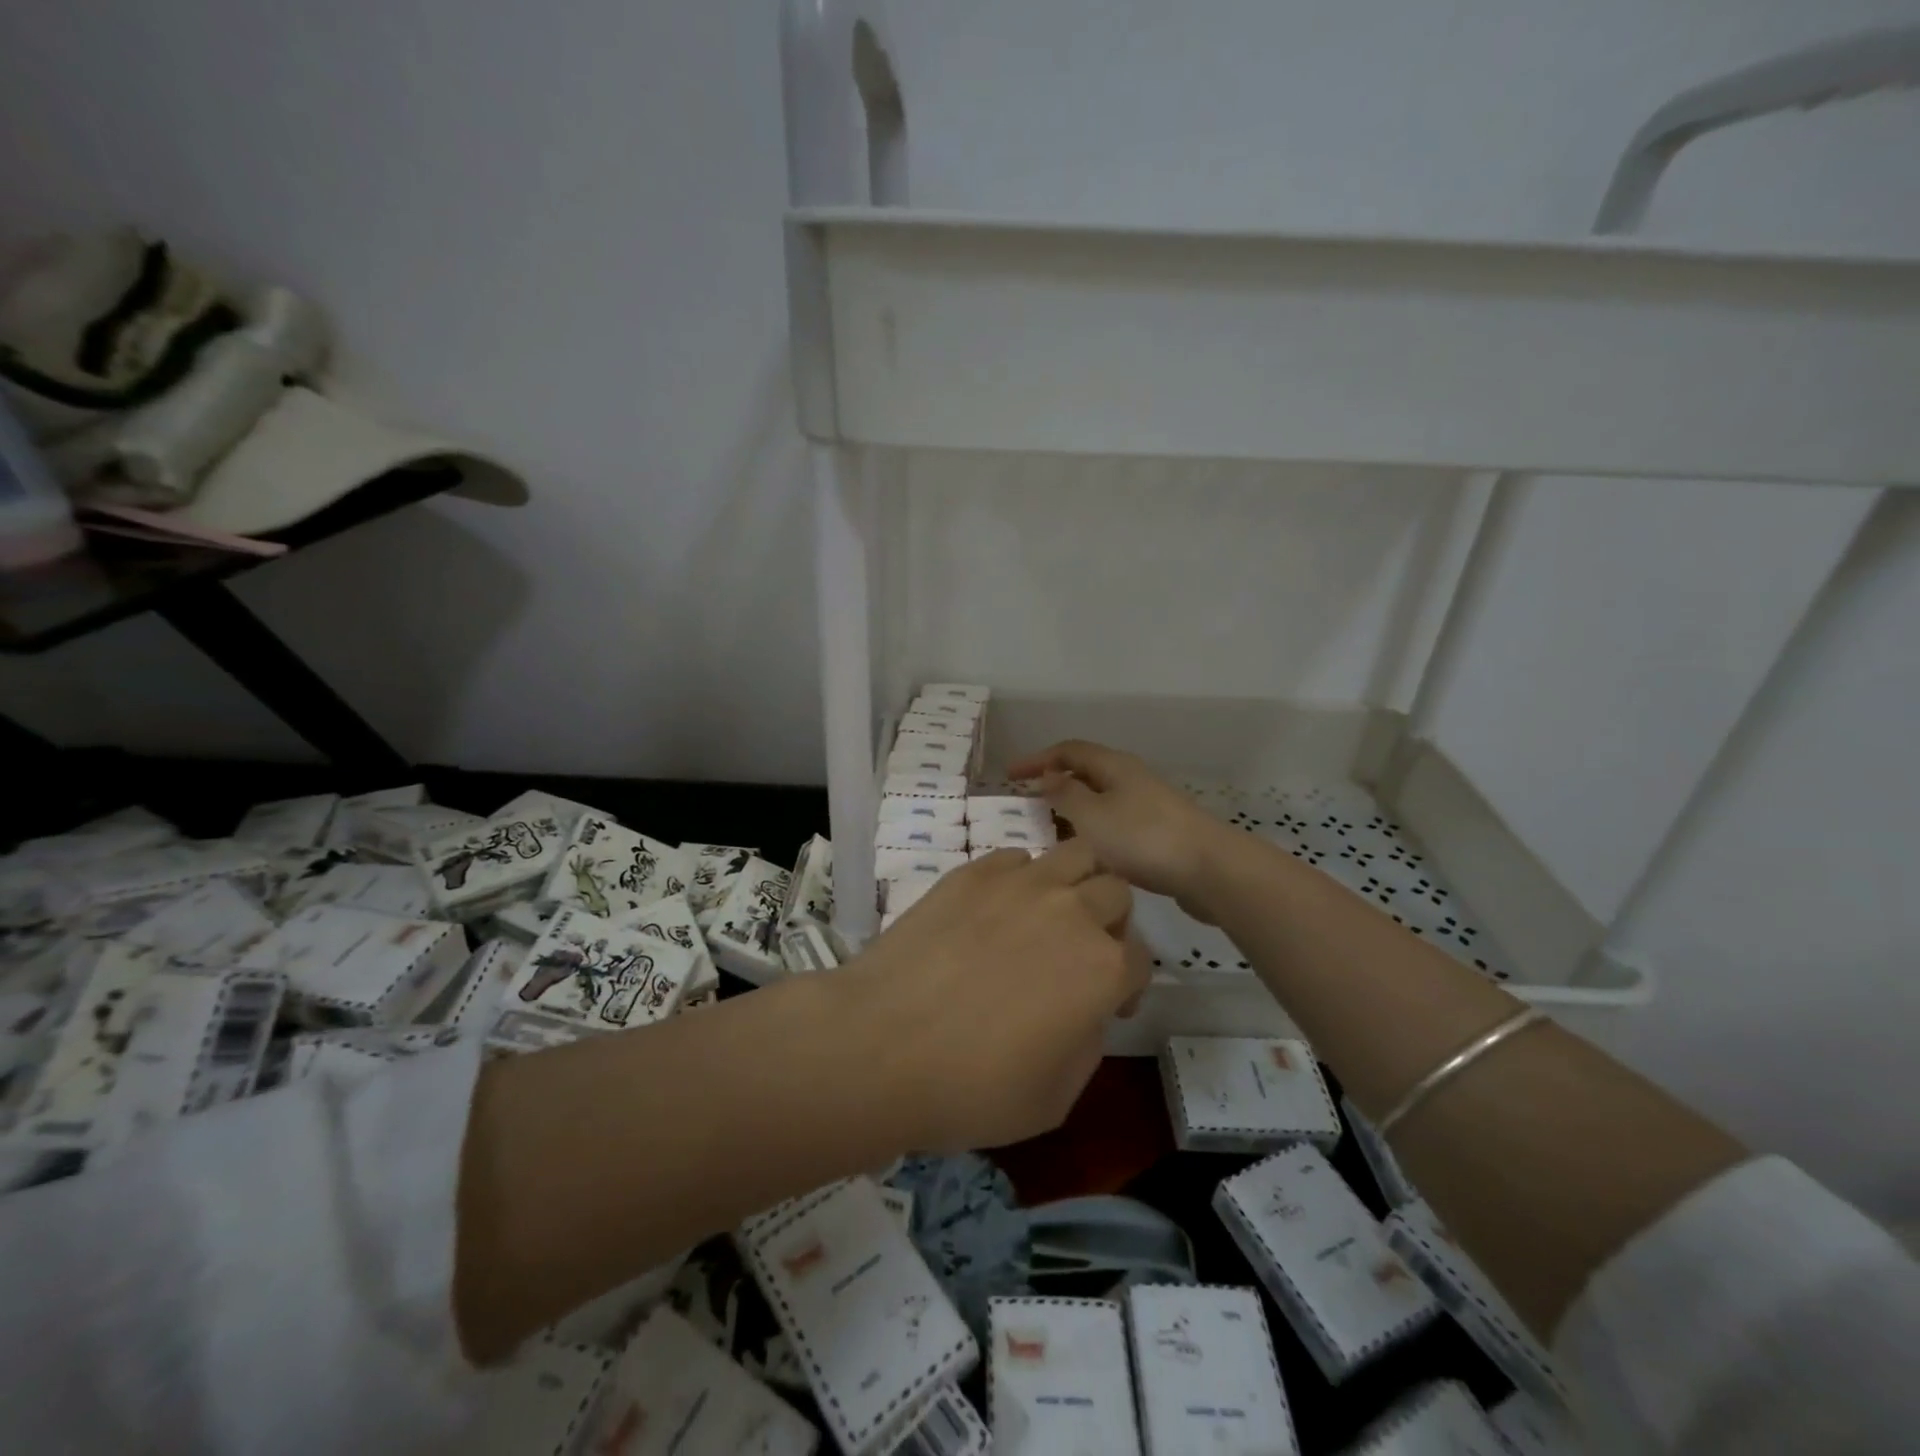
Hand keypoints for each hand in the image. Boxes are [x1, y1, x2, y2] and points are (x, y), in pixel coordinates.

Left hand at [843, 841, 1146, 1151]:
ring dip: (1077, 882)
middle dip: (1110, 923)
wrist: (881, 1045)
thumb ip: (1088, 1043)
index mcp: (1103, 968)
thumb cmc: (972, 1088)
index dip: (1129, 986)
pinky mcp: (973, 872)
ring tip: (1049, 914)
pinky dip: (1022, 877)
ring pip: (1076, 854)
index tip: (1106, 1007)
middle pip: (1115, 892)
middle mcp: (1071, 911)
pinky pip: (1017, 857)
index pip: (1141, 959)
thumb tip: (1085, 1011)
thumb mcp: (1055, 1097)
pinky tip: (997, 910)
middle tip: (1080, 954)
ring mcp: (1020, 883)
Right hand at [1008, 740, 1228, 917]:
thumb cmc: (1142, 838)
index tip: (1009, 775)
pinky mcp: (1159, 832)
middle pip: (1086, 772)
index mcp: (1114, 766)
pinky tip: (1087, 853)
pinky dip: (1093, 830)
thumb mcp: (1091, 816)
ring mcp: (1149, 805)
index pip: (1068, 750)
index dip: (1037, 759)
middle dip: (1055, 784)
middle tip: (1027, 804)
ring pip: (1100, 799)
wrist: (1209, 870)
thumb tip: (1048, 777)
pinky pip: (1114, 822)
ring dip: (1073, 810)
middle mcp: (1131, 778)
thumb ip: (1064, 795)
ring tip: (1050, 831)